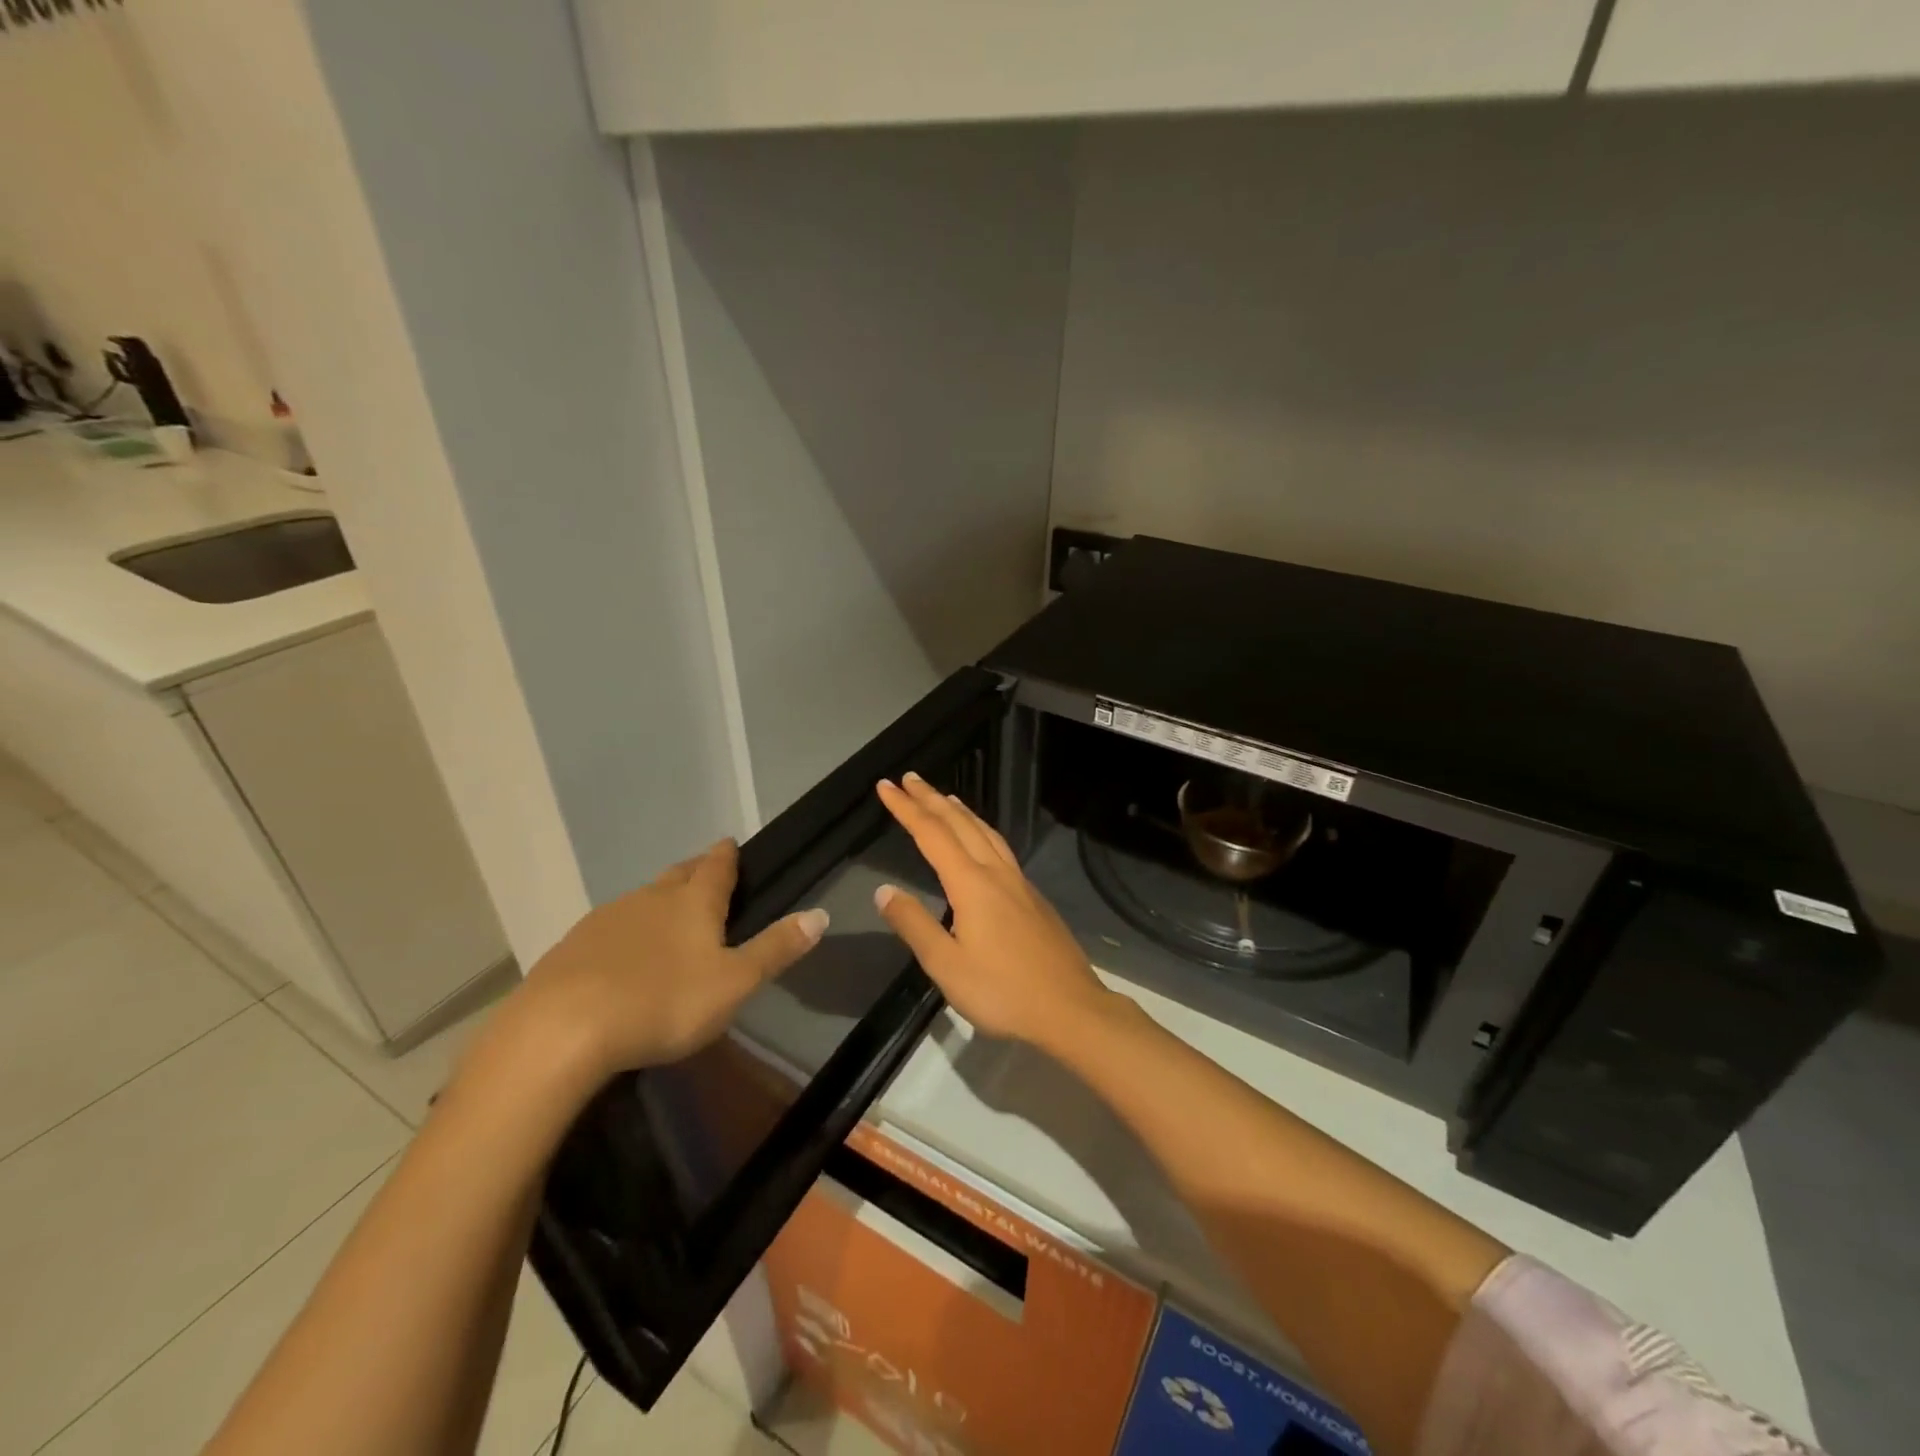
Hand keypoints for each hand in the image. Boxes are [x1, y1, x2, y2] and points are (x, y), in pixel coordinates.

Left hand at [513, 839, 827, 1081]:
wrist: (562, 1030)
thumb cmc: (663, 1002)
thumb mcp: (734, 983)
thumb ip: (776, 948)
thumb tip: (820, 914)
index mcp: (693, 903)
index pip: (716, 867)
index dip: (726, 855)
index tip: (730, 843)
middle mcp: (650, 898)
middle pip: (677, 875)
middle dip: (694, 871)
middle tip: (705, 874)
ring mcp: (607, 919)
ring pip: (641, 899)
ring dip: (658, 902)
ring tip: (667, 917)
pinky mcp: (572, 946)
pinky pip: (609, 928)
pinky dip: (625, 932)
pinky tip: (622, 956)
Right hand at [874, 774, 1111, 1046]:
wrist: (1069, 1008)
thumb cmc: (1002, 991)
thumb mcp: (947, 966)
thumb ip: (914, 925)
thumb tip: (884, 890)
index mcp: (972, 884)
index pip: (932, 835)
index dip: (906, 808)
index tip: (886, 786)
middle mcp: (996, 873)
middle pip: (960, 824)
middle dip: (931, 799)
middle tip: (910, 779)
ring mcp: (1019, 882)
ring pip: (986, 832)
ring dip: (960, 811)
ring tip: (945, 797)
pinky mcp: (1033, 897)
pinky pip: (1000, 847)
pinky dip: (981, 830)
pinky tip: (981, 841)